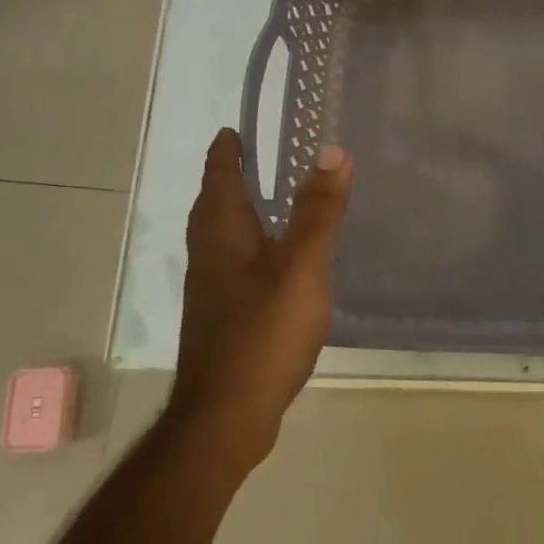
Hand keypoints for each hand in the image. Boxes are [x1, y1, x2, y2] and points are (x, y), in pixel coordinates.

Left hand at [169, 129, 353, 449]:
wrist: (227, 412)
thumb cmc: (263, 333)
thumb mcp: (301, 268)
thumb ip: (318, 213)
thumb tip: (332, 152)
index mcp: (223, 237)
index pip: (220, 180)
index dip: (226, 153)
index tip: (233, 130)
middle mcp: (210, 258)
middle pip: (213, 209)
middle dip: (227, 182)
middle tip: (251, 161)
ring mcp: (213, 292)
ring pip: (222, 240)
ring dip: (237, 216)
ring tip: (265, 206)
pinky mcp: (224, 320)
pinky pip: (234, 268)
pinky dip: (250, 250)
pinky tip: (275, 267)